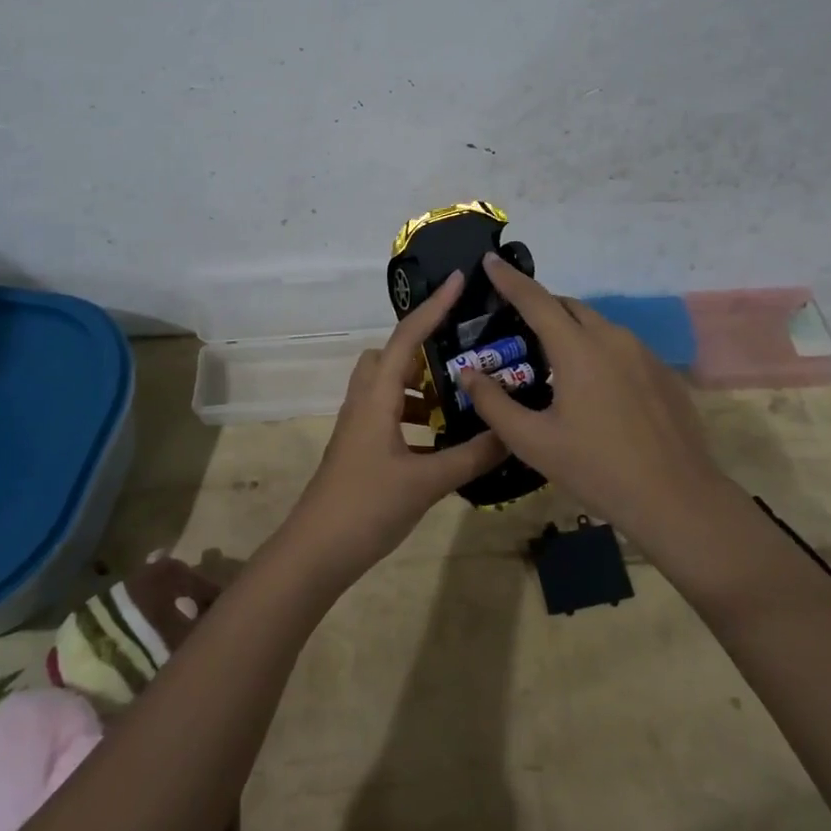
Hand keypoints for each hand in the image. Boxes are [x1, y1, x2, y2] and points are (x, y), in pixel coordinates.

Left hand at [281, 270, 506, 584]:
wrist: (317, 551)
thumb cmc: (367, 506)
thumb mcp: (427, 482)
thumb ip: (471, 456)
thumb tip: (512, 433)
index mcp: (377, 397)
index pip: (407, 338)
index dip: (433, 306)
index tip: (460, 280)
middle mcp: (365, 401)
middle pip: (391, 355)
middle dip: (424, 347)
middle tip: (463, 355)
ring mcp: (359, 425)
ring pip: (389, 385)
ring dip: (421, 385)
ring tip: (460, 399)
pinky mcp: (361, 446)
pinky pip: (389, 412)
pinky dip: (414, 414)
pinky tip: (442, 439)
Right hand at [459, 254, 748, 556]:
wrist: (677, 498)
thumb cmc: (597, 468)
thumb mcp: (533, 442)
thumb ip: (494, 404)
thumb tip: (469, 374)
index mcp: (578, 349)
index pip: (536, 300)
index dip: (510, 279)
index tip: (490, 260)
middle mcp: (612, 339)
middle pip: (569, 308)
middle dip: (540, 308)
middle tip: (517, 330)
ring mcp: (643, 354)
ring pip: (598, 327)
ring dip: (571, 332)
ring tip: (553, 365)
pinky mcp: (663, 373)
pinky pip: (621, 348)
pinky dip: (598, 352)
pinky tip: (594, 391)